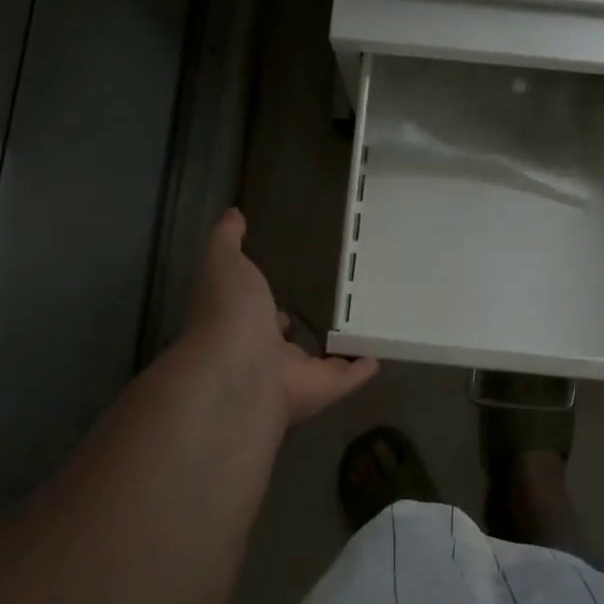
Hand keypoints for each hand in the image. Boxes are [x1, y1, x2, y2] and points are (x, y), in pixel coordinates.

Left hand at [178, 209, 379, 427]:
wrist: (236, 373)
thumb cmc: (227, 313)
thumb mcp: (223, 262)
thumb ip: (226, 240)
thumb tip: (232, 213)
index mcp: (238, 323)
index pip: (252, 313)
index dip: (261, 304)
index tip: (278, 290)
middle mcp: (262, 353)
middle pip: (284, 343)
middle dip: (298, 331)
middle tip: (327, 308)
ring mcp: (291, 376)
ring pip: (317, 363)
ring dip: (335, 351)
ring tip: (362, 329)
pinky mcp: (321, 390)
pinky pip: (346, 378)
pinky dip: (362, 369)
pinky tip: (380, 357)